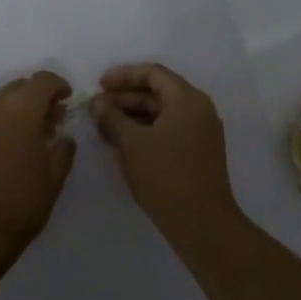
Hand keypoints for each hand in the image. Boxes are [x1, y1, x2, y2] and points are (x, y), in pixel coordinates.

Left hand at [0, 71, 76, 262]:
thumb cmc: (21, 201)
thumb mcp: (54, 176)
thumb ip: (63, 148)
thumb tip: (63, 135)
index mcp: (21, 108)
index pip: (43, 80)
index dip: (59, 86)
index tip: (67, 101)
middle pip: (21, 86)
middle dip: (38, 97)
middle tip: (52, 120)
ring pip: (1, 100)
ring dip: (18, 108)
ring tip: (31, 135)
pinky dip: (1, 120)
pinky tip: (9, 146)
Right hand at [92, 63, 241, 246]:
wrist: (203, 225)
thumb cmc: (166, 175)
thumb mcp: (132, 143)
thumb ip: (112, 118)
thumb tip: (97, 103)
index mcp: (188, 99)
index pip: (153, 73)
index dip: (124, 76)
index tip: (99, 85)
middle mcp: (199, 110)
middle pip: (158, 92)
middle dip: (125, 97)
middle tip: (97, 107)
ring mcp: (201, 133)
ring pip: (162, 113)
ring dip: (133, 116)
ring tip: (104, 125)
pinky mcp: (198, 154)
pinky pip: (168, 130)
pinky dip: (145, 131)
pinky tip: (123, 143)